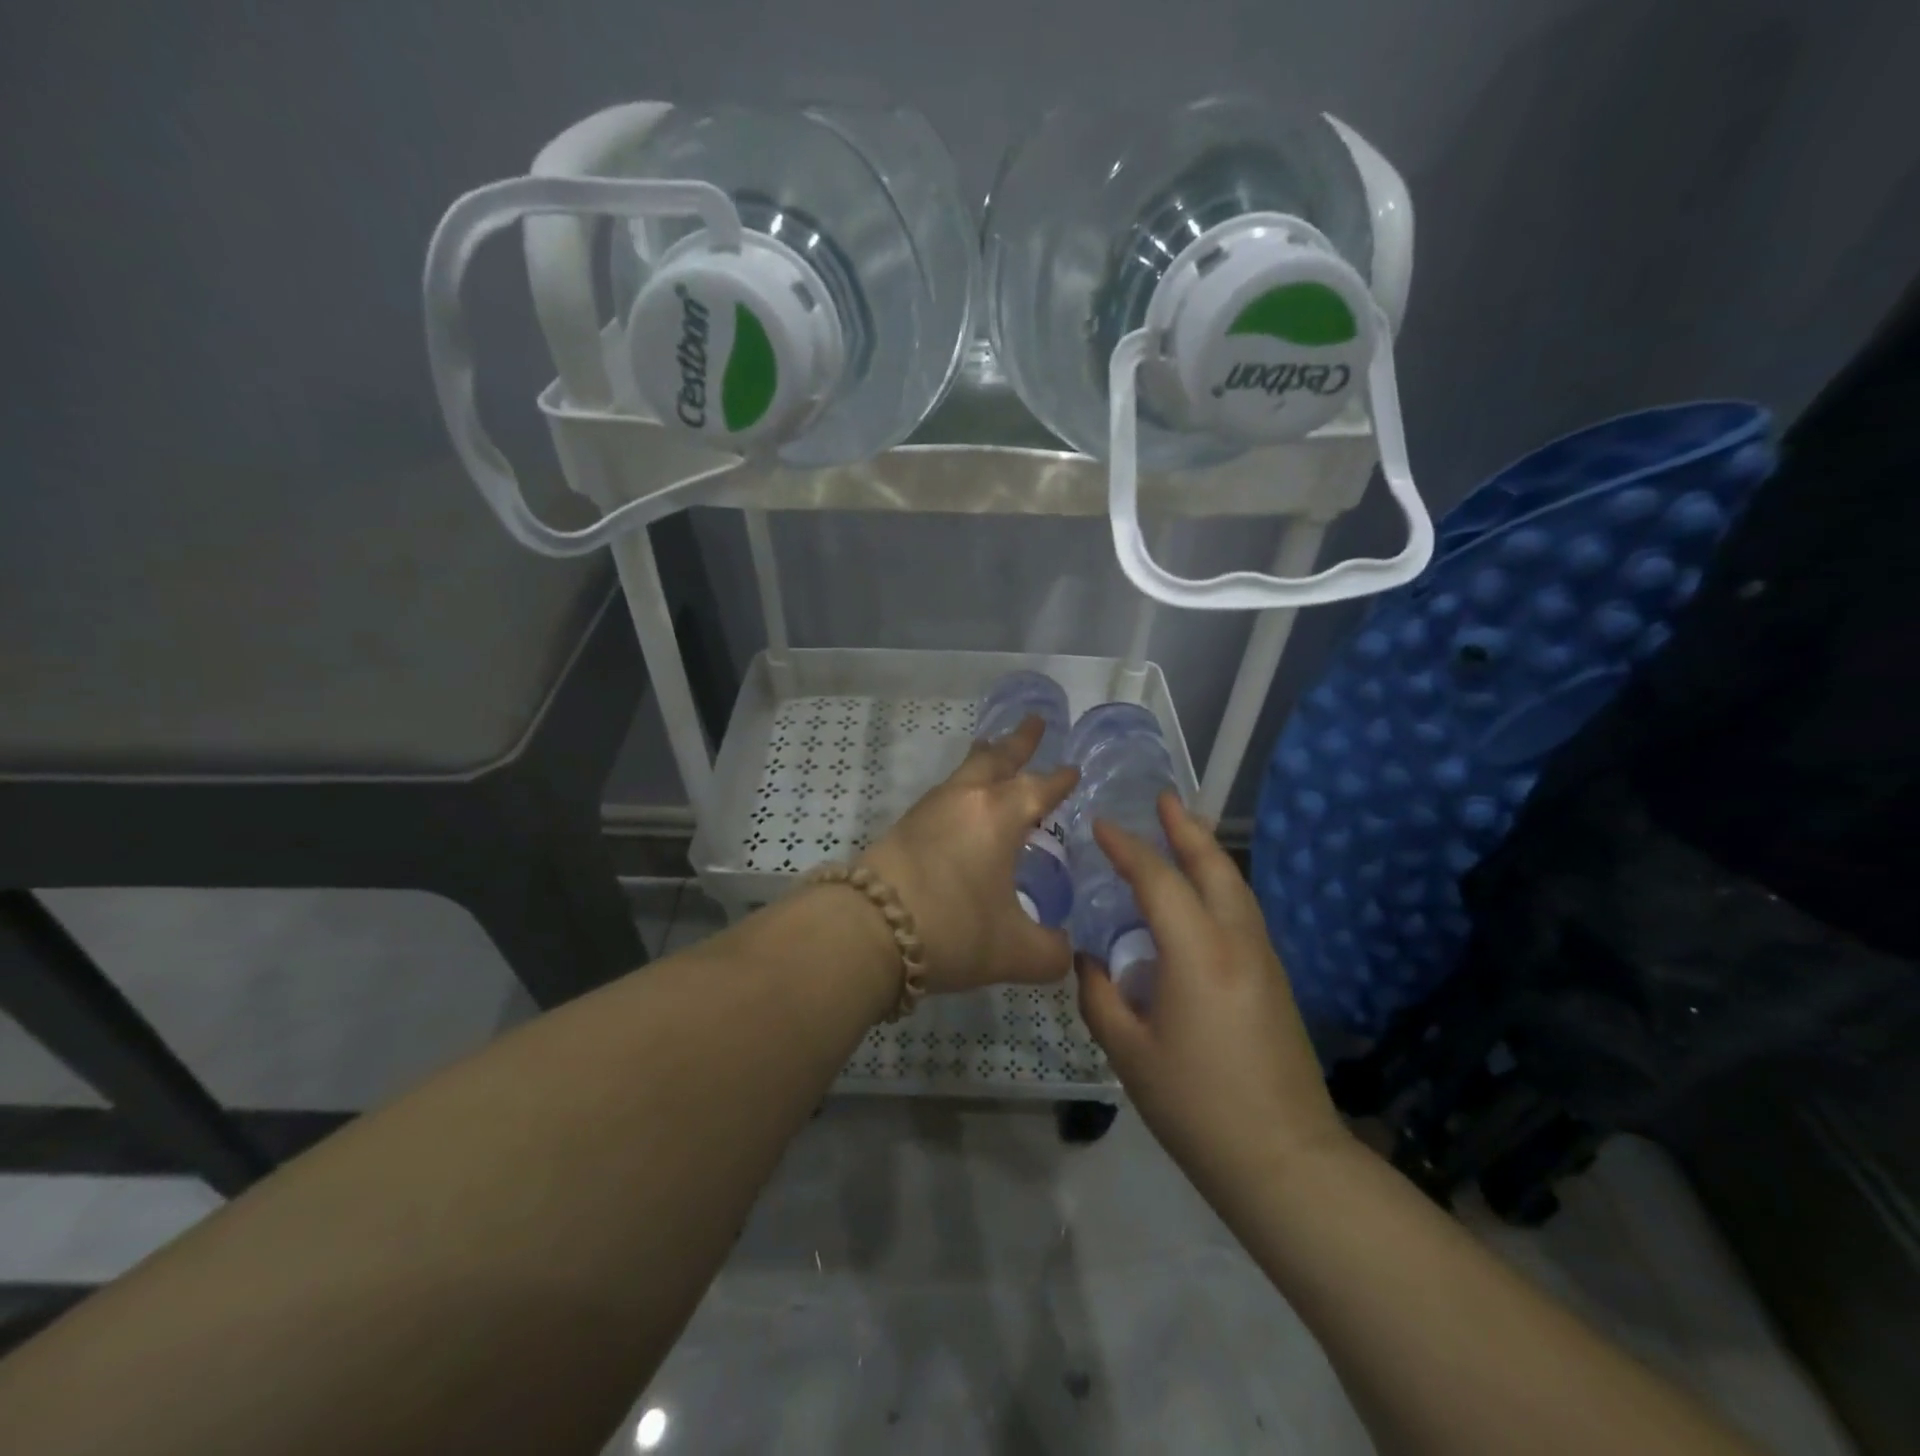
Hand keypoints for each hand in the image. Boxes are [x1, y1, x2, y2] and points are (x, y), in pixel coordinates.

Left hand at [859, 716, 1078, 994]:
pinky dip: (961, 785)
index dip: (1060, 780)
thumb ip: (1051, 953)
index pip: (1039, 788)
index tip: (1073, 769)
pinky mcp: (904, 825)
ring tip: (991, 747)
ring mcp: (930, 809)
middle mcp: (965, 800)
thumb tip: (1067, 954)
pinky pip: (944, 792)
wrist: (869, 929)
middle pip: (997, 759)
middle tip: (1035, 720)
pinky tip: (959, 803)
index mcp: (999, 816)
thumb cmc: (953, 929)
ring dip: (984, 758)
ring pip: (964, 771)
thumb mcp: (1014, 952)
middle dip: (1019, 741)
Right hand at [1077, 794, 1352, 1197]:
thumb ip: (1101, 997)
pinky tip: (1201, 895)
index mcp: (1198, 954)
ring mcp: (1263, 959)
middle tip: (1163, 799)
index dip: (1128, 848)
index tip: (1101, 824)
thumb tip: (1090, 961)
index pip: (1159, 881)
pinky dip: (1219, 885)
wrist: (1286, 1161)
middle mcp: (1237, 942)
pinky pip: (1243, 912)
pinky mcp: (1275, 980)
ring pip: (1236, 887)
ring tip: (1184, 832)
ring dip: (1208, 853)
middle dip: (1186, 829)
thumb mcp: (1131, 1054)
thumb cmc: (1198, 1107)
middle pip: (1214, 868)